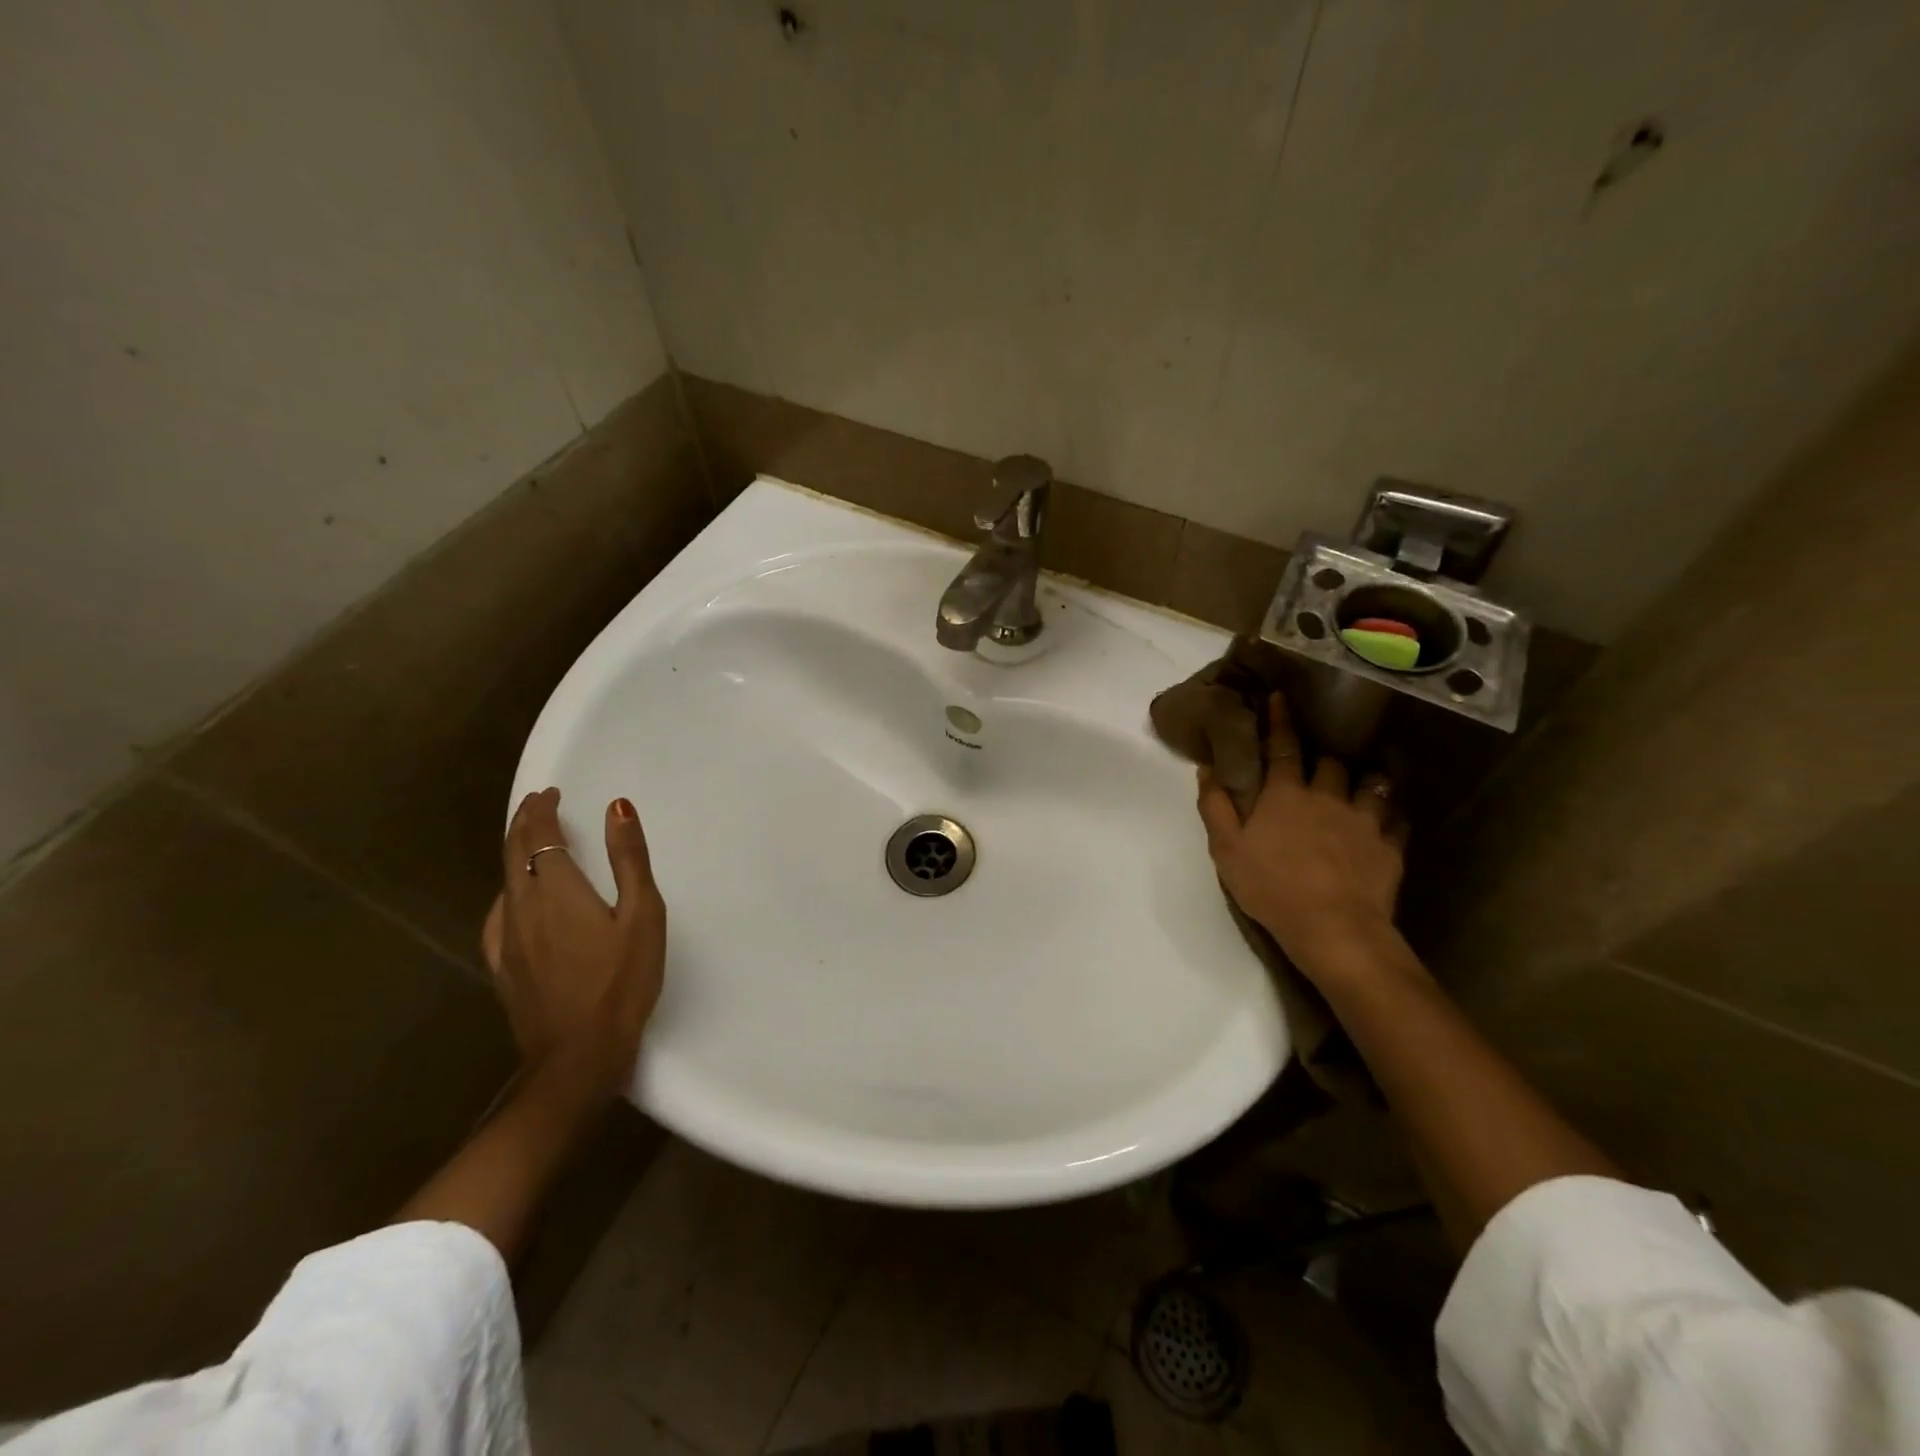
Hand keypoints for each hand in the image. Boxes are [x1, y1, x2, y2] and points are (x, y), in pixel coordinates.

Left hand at [482, 787, 666, 1104]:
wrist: (578, 1056)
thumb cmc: (622, 981)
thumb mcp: (643, 915)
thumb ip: (629, 859)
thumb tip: (616, 807)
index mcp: (557, 889)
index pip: (540, 835)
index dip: (542, 809)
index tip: (551, 793)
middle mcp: (522, 907)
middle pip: (514, 853)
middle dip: (524, 823)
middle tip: (538, 804)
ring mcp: (507, 939)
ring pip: (503, 882)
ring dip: (514, 853)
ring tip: (531, 842)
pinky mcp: (503, 967)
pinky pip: (498, 915)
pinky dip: (507, 890)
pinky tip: (513, 900)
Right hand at [1196, 693, 1406, 981]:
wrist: (1333, 927)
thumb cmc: (1271, 886)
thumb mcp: (1226, 849)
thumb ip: (1215, 806)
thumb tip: (1207, 768)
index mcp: (1286, 794)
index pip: (1283, 747)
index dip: (1280, 721)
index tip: (1280, 697)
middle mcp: (1328, 796)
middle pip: (1331, 761)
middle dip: (1324, 754)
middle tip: (1320, 757)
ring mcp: (1364, 819)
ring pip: (1371, 783)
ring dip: (1365, 776)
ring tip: (1364, 776)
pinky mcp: (1390, 845)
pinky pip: (1397, 818)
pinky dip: (1392, 811)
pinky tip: (1389, 814)